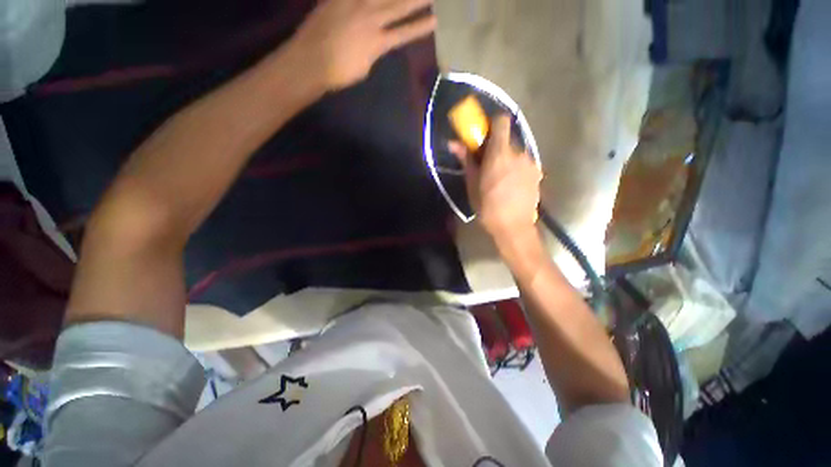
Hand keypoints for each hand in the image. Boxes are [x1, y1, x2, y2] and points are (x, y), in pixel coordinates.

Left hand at [291, 0, 436, 89]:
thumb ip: (373, 50)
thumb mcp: (364, 67)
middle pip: (399, 5)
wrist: (311, 60)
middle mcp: (371, 18)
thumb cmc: (339, 72)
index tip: (436, 19)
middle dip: (417, 0)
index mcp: (378, 42)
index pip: (405, 32)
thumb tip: (377, 40)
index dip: (421, 26)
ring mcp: (354, 3)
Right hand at [450, 115, 542, 242]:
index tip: (484, 136)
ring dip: (507, 159)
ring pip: (517, 152)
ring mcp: (531, 163)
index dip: (493, 124)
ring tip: (500, 179)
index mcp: (500, 153)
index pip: (502, 121)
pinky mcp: (538, 173)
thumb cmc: (488, 207)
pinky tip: (512, 185)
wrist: (513, 227)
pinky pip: (525, 163)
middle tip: (487, 164)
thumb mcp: (472, 184)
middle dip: (497, 147)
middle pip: (508, 138)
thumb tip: (453, 143)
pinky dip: (517, 168)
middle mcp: (519, 152)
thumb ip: (466, 160)